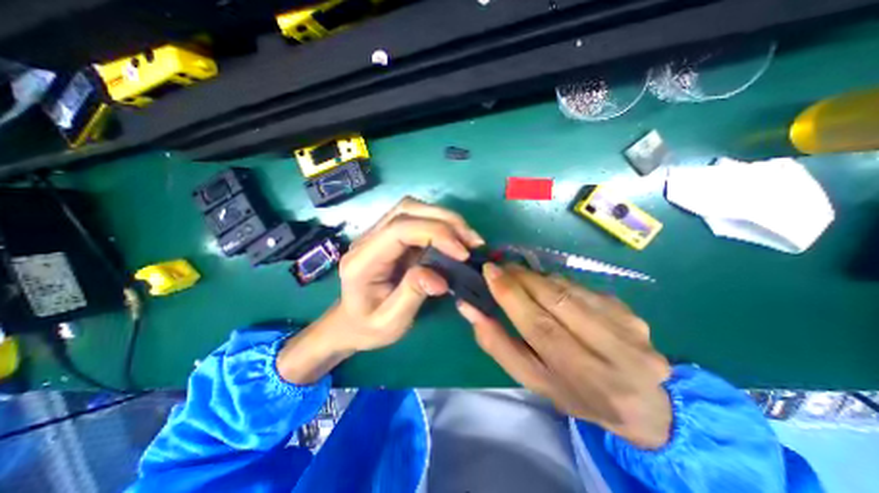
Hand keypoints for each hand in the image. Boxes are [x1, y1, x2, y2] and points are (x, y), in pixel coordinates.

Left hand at [276, 198, 479, 382]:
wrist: (351, 323)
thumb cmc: (368, 327)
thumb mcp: (390, 322)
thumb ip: (411, 295)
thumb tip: (439, 277)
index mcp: (362, 260)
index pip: (399, 229)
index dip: (435, 234)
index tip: (462, 253)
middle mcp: (368, 239)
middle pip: (407, 210)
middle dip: (445, 220)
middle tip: (472, 242)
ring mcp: (378, 234)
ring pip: (413, 208)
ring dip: (445, 219)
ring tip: (468, 239)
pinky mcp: (390, 236)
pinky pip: (417, 219)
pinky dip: (441, 224)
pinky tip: (456, 239)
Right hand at [457, 263, 671, 447]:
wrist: (641, 404)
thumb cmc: (574, 393)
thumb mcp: (531, 378)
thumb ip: (498, 343)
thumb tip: (469, 308)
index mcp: (581, 379)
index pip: (539, 326)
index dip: (511, 295)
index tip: (489, 271)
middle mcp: (612, 353)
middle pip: (557, 300)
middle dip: (522, 278)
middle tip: (501, 268)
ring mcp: (628, 328)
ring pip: (569, 289)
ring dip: (539, 278)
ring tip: (521, 278)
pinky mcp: (632, 312)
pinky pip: (583, 287)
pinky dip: (559, 283)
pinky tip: (551, 289)